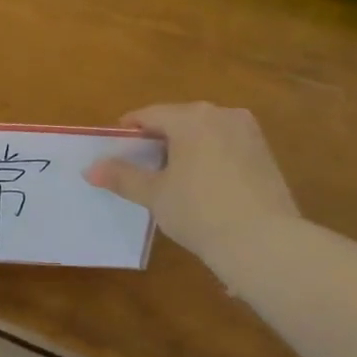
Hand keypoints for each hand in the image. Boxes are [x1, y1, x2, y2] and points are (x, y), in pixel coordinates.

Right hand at [83, 103, 299, 269]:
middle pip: (179, 120)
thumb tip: (90, 169)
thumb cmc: (199, 211)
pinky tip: (202, 186)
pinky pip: (226, 147)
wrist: (263, 241)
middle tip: (140, 166)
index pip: (149, 115)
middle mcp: (222, 114)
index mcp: (191, 117)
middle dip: (158, 139)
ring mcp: (248, 132)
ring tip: (170, 178)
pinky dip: (209, 158)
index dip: (128, 131)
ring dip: (185, 148)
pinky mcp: (265, 154)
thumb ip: (122, 176)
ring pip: (204, 133)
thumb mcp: (154, 195)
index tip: (114, 149)